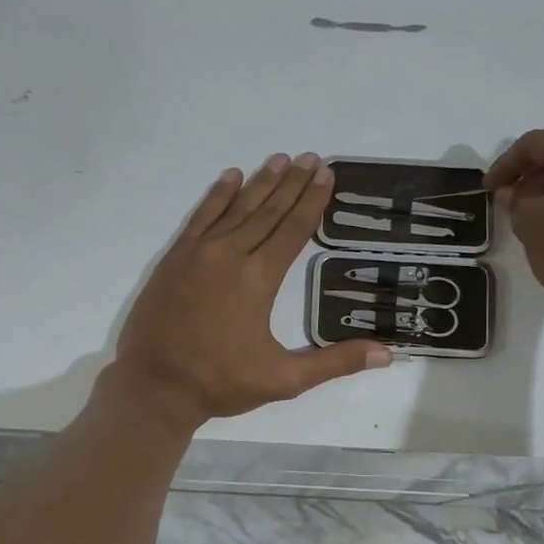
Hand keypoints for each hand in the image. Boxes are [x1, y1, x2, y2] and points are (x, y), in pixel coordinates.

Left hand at [106, 153, 390, 428]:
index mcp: (259, 279)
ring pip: (236, 208)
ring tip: (279, 159)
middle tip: (310, 157)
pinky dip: (217, 196)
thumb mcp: (284, 379)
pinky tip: (230, 177)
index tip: (326, 174)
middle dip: (292, 183)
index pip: (293, 230)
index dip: (312, 200)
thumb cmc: (221, 383)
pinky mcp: (174, 258)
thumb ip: (335, 362)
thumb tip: (388, 354)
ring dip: (260, 183)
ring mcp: (198, 253)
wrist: (155, 386)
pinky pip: (200, 217)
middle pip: (268, 211)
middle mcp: (230, 255)